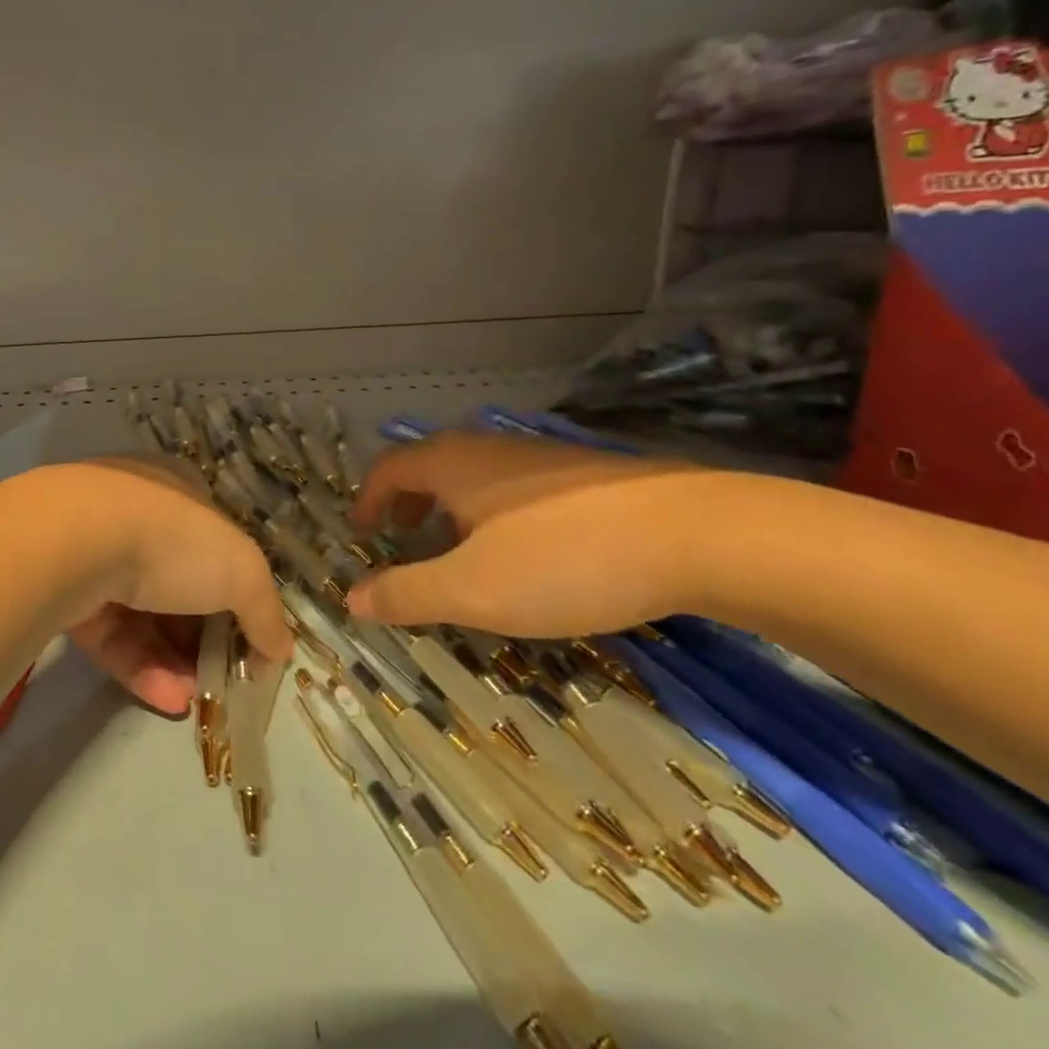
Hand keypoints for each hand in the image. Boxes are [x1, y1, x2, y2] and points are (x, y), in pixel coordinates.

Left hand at [58, 457, 291, 713]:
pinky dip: (140, 666)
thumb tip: (279, 650)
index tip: (248, 637)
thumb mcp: (242, 570)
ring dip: (172, 660)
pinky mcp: (66, 592)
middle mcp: (134, 517)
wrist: (78, 542)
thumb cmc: (174, 541)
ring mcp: (95, 554)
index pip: (213, 544)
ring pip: (141, 615)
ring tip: (194, 700)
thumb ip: (265, 611)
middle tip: (221, 678)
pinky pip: (111, 634)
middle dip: (201, 636)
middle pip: (177, 584)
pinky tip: (168, 702)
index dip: (234, 591)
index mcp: (177, 494)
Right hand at [344, 433, 717, 637]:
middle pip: (429, 465)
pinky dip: (493, 512)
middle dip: (408, 502)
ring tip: (461, 551)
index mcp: (451, 465)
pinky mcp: (582, 475)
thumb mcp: (471, 591)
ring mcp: (539, 458)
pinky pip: (513, 487)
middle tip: (403, 538)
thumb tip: (351, 599)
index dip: (367, 499)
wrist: (696, 534)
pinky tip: (525, 552)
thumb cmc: (562, 559)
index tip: (361, 531)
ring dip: (451, 509)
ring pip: (474, 476)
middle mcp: (487, 449)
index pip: (388, 468)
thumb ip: (406, 594)